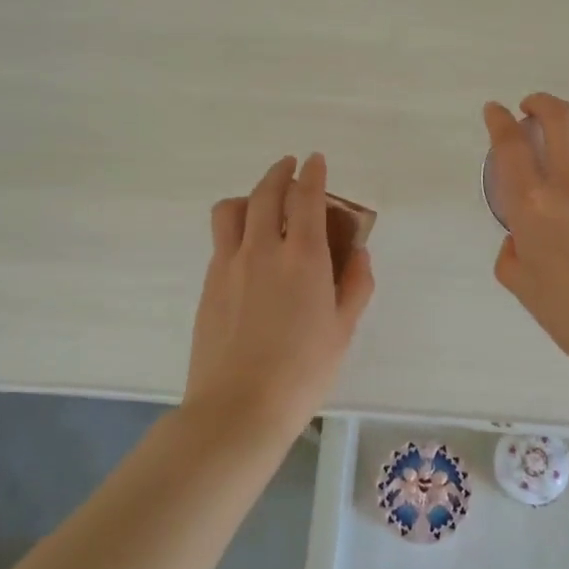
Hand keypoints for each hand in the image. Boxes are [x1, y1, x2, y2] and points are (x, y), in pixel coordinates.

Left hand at [184, 153, 374, 441]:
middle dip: (279, 173)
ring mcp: (229, 265)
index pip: (305, 198)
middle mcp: (262, 249)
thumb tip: (359, 255)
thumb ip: (355, 285)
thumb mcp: (343, 330)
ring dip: (248, 195)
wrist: (238, 408)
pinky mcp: (208, 284)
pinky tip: (246, 246)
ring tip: (259, 202)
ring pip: (231, 209)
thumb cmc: (302, 372)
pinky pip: (220, 239)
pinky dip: (235, 226)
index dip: (311, 173)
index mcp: (303, 257)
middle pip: (265, 193)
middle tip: (289, 168)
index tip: (315, 160)